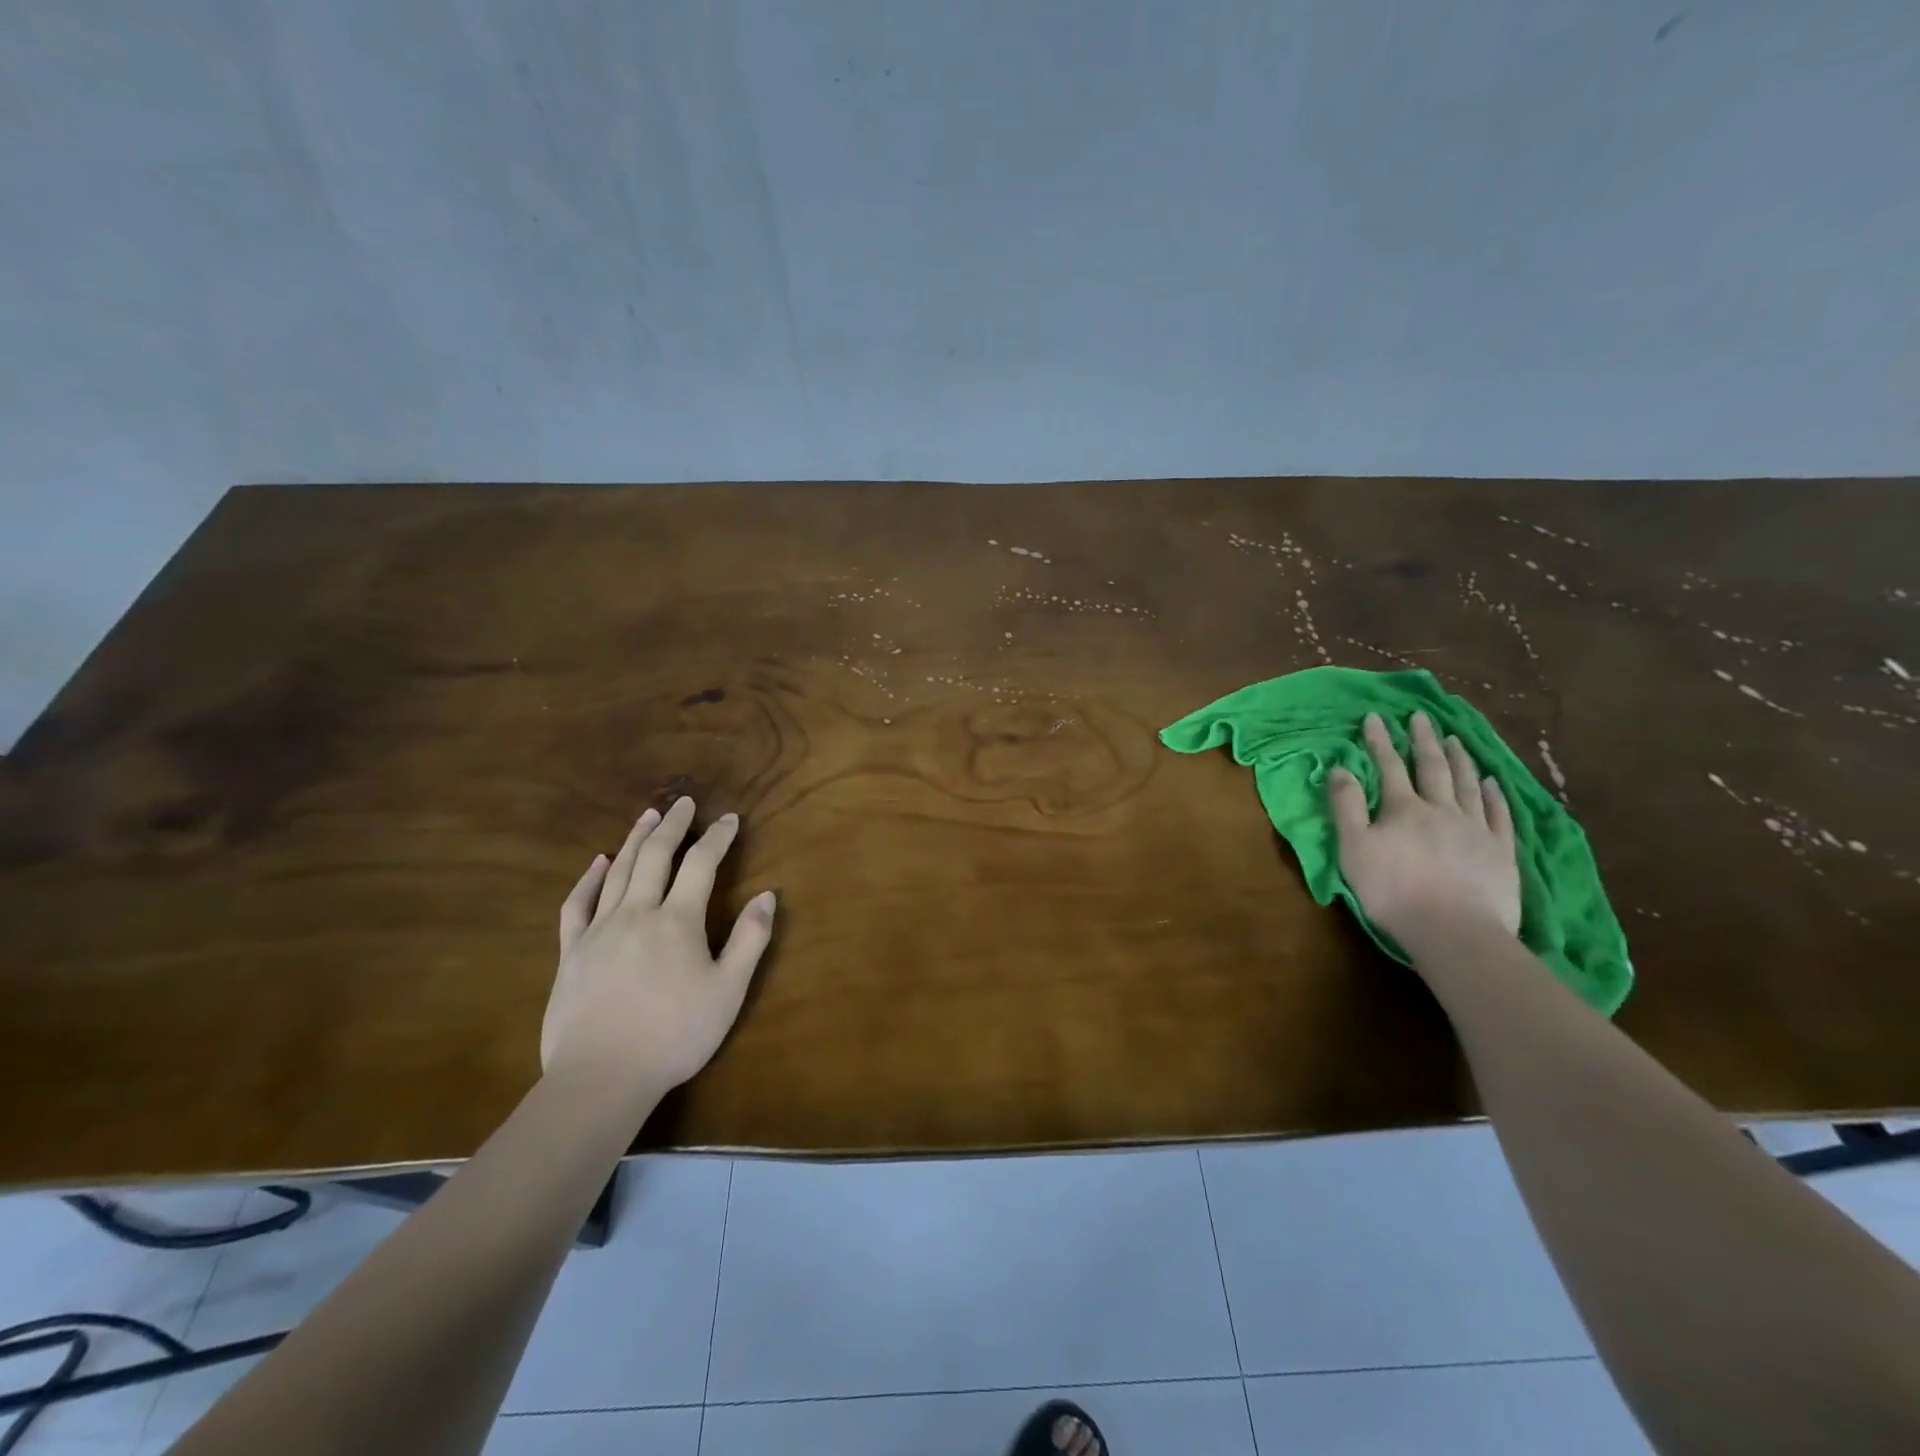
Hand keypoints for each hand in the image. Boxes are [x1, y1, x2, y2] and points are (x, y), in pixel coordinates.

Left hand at [542, 797, 775, 1102]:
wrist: (601, 1077)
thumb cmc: (674, 1035)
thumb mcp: (728, 991)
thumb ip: (749, 940)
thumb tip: (768, 896)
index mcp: (678, 920)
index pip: (701, 864)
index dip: (718, 837)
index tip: (730, 818)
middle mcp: (637, 912)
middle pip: (656, 856)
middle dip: (674, 825)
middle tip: (683, 802)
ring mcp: (599, 930)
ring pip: (619, 871)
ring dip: (636, 840)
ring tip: (648, 816)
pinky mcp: (571, 952)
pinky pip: (578, 904)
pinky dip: (589, 879)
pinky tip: (598, 863)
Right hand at [1328, 711, 1520, 942]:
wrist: (1454, 930)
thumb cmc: (1393, 890)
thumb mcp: (1353, 848)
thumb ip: (1346, 807)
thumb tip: (1340, 768)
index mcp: (1403, 809)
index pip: (1388, 767)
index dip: (1380, 741)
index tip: (1375, 716)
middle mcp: (1441, 809)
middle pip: (1432, 767)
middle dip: (1423, 740)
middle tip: (1421, 717)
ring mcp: (1476, 829)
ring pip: (1468, 784)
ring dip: (1460, 759)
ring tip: (1455, 739)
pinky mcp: (1501, 852)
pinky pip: (1499, 814)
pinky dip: (1494, 794)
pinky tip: (1492, 782)